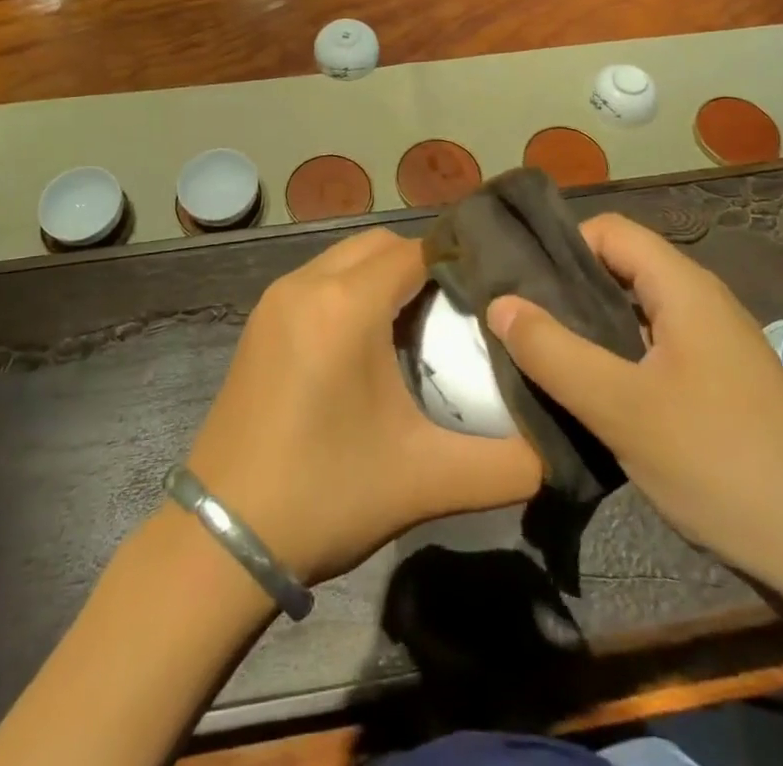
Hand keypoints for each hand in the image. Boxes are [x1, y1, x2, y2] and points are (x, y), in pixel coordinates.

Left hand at [186, 228, 542, 586]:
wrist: (221, 538)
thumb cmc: (326, 496)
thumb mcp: (427, 481)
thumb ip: (508, 464)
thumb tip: (560, 450)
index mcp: (346, 305)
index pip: (416, 250)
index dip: (458, 260)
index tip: (493, 288)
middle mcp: (307, 283)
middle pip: (380, 245)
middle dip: (423, 264)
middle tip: (459, 309)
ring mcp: (276, 299)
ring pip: (345, 257)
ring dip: (384, 275)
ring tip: (419, 323)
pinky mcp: (260, 321)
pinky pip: (319, 279)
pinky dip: (351, 289)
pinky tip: (368, 340)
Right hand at [485, 213, 782, 596]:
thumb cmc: (723, 464)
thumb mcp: (622, 408)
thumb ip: (553, 352)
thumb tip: (498, 303)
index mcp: (684, 288)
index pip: (609, 231)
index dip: (560, 245)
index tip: (516, 281)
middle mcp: (700, 305)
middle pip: (619, 270)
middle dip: (565, 290)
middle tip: (515, 322)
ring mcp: (713, 348)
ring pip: (634, 315)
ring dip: (587, 330)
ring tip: (539, 358)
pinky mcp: (719, 388)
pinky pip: (652, 353)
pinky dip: (614, 362)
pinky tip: (589, 397)